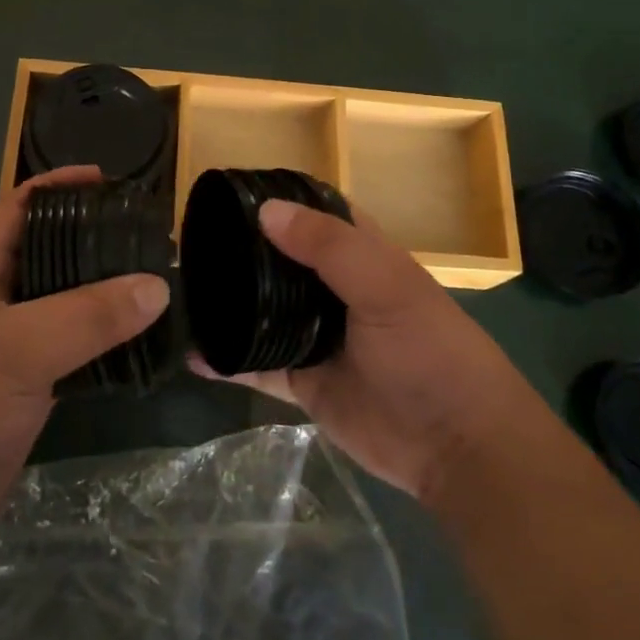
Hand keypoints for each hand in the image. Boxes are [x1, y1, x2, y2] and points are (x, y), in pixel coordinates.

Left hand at [0, 167, 169, 546]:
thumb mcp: (19, 347)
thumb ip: (88, 316)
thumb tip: (158, 285)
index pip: (18, 209)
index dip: (55, 186)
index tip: (104, 179)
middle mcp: (3, 302)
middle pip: (51, 253)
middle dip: (94, 236)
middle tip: (147, 233)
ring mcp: (18, 347)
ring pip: (69, 304)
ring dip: (107, 291)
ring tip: (158, 280)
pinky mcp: (32, 388)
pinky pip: (78, 350)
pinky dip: (109, 341)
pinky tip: (142, 341)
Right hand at [191, 200, 525, 504]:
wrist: (456, 447)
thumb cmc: (429, 350)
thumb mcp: (387, 287)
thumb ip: (329, 247)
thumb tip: (265, 210)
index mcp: (362, 255)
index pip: (316, 213)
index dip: (280, 199)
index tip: (229, 193)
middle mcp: (334, 289)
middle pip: (281, 260)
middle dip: (242, 250)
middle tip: (189, 241)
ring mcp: (317, 336)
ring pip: (264, 310)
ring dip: (230, 302)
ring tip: (183, 289)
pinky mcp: (304, 381)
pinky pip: (256, 365)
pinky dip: (228, 360)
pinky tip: (194, 355)